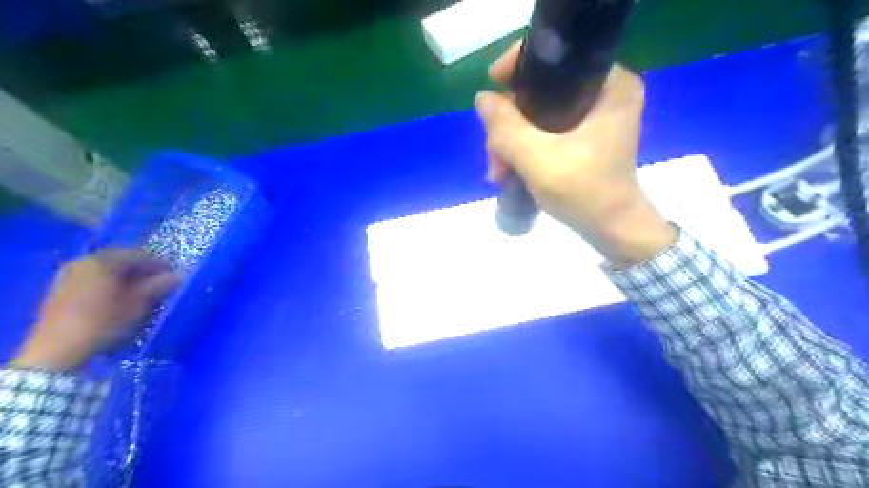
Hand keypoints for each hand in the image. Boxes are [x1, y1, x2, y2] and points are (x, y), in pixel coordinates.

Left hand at [15, 250, 181, 371]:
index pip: (139, 255)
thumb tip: (178, 276)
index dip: (160, 264)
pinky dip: (110, 284)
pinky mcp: (60, 290)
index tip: (174, 275)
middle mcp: (83, 261)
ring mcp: (68, 275)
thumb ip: (159, 286)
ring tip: (141, 292)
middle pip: (121, 260)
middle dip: (142, 270)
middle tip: (159, 283)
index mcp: (102, 261)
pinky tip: (119, 297)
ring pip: (106, 270)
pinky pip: (93, 279)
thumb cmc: (103, 322)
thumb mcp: (138, 304)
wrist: (57, 350)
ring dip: (126, 278)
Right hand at [472, 41, 673, 267]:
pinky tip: (509, 169)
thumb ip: (506, 128)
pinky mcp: (584, 135)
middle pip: (541, 90)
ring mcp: (594, 116)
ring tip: (498, 172)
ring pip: (538, 113)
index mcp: (610, 86)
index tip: (492, 84)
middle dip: (510, 124)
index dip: (519, 66)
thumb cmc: (585, 193)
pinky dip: (524, 147)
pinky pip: (544, 129)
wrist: (611, 230)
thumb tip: (482, 99)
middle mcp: (605, 93)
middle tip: (495, 157)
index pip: (558, 57)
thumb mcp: (539, 160)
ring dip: (512, 141)